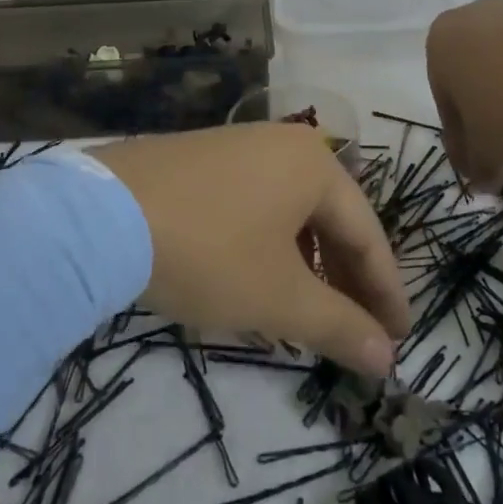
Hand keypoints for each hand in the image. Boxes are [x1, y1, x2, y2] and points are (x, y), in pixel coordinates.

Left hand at [89, 123, 409, 377]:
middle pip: (332, 218)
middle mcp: (284, 144)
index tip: (399, 339)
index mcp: (316, 164)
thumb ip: (339, 326)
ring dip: (309, 262)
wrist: (103, 215)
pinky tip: (261, 275)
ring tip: (312, 309)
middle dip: (347, 278)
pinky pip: (258, 203)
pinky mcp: (202, 159)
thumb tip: (387, 359)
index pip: (368, 234)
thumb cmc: (210, 252)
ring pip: (292, 211)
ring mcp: (239, 146)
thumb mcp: (279, 296)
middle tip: (360, 331)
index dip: (386, 292)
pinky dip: (272, 244)